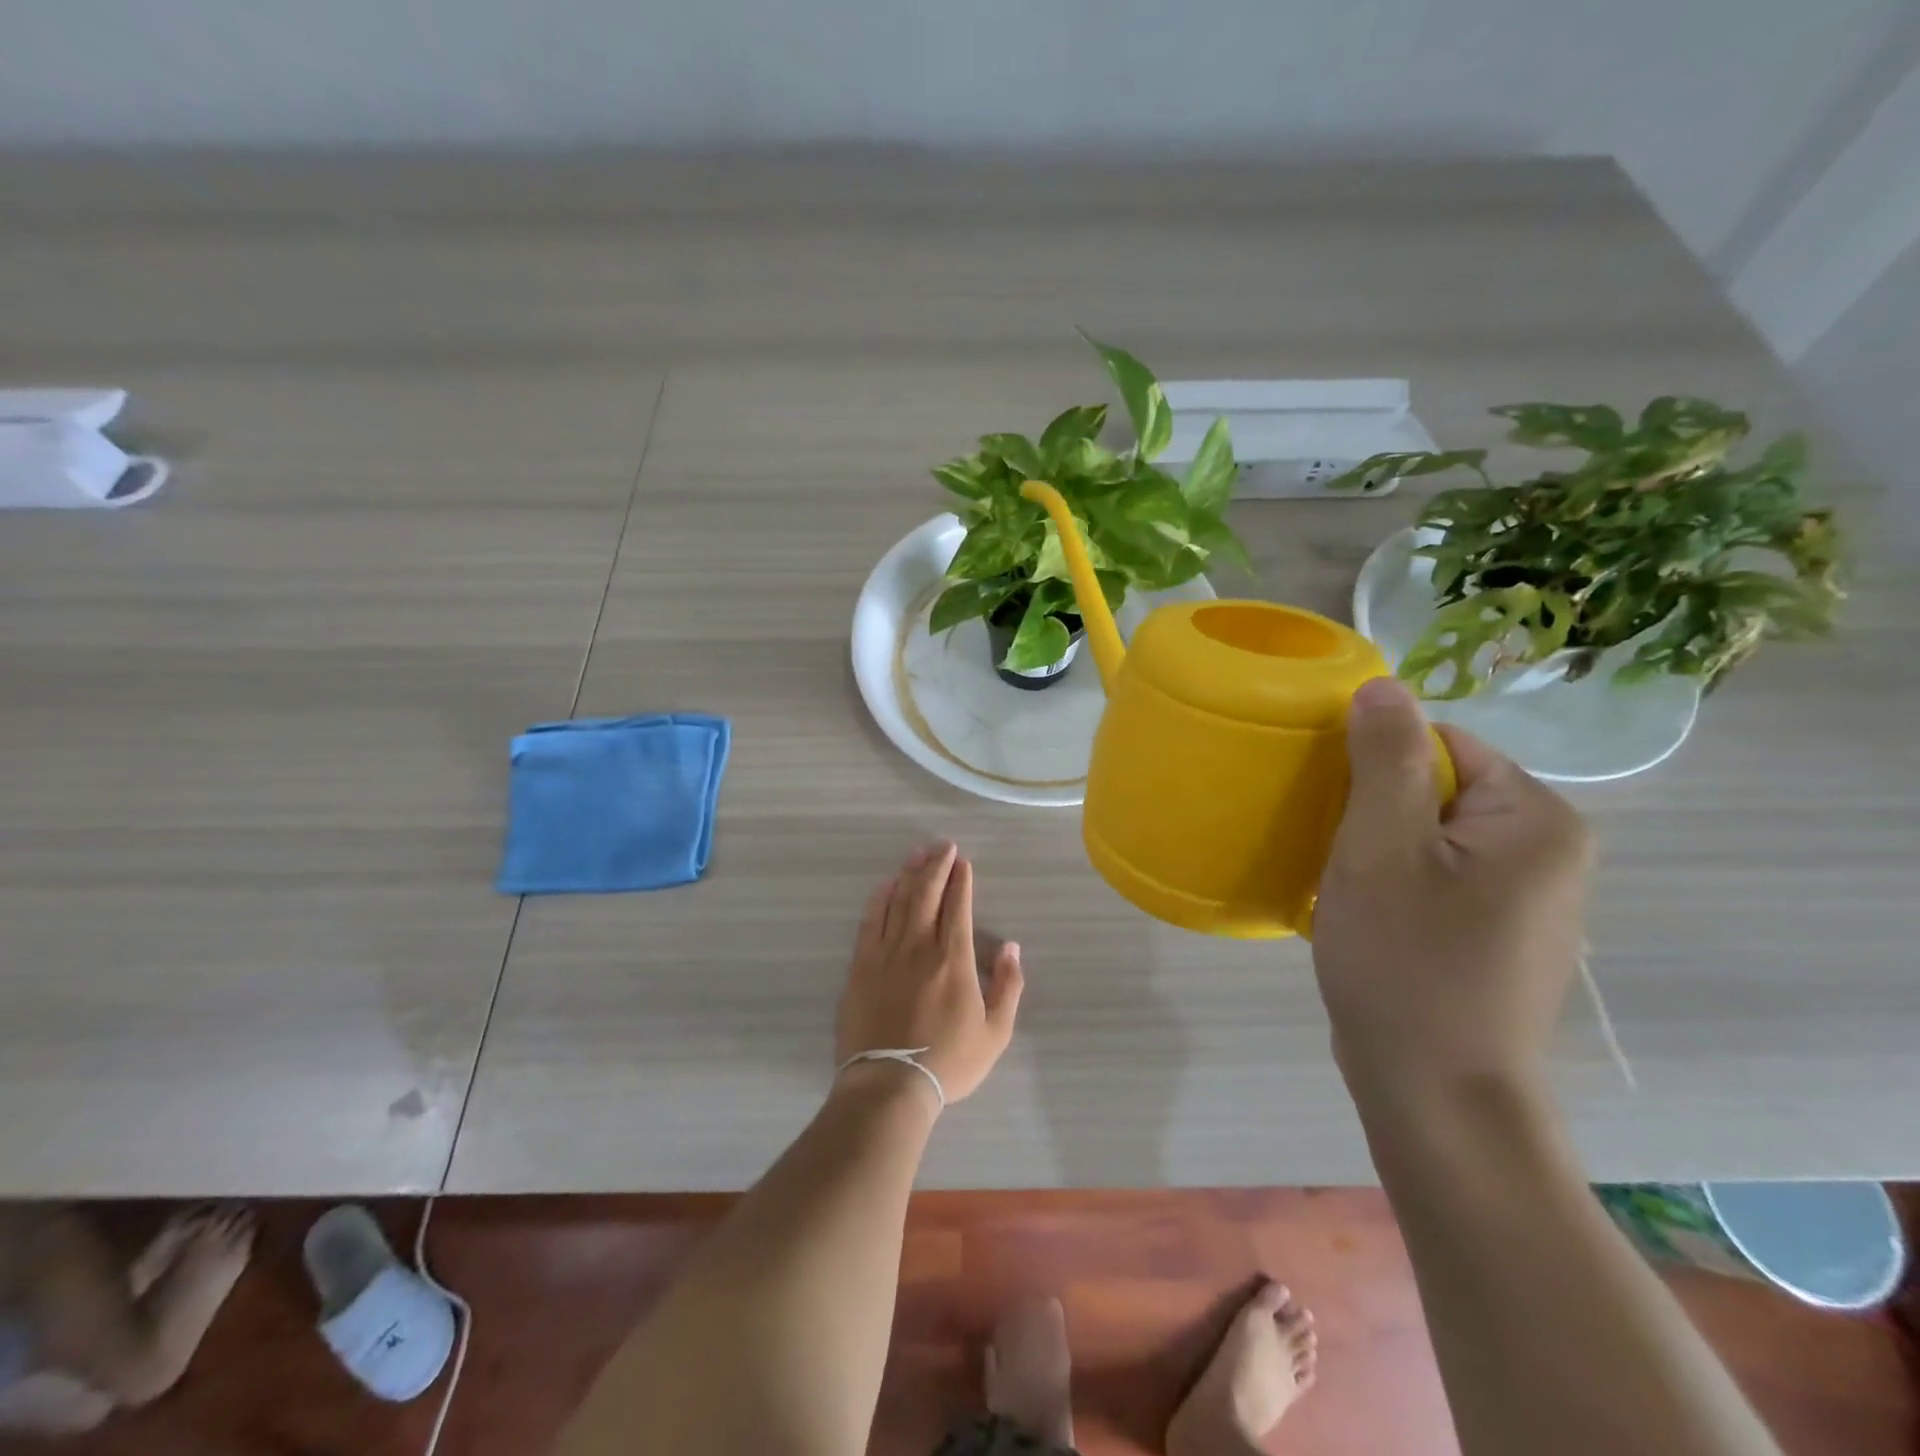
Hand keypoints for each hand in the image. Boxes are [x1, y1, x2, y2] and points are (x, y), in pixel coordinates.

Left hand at [836, 841, 1023, 1106]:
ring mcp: (886, 954)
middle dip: (937, 866)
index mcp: (954, 960)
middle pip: (928, 895)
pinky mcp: (861, 966)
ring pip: (899, 901)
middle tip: (943, 846)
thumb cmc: (948, 1062)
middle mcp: (920, 947)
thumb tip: (1012, 947)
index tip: (963, 862)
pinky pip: (870, 921)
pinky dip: (880, 899)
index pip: (959, 908)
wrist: (889, 1086)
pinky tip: (886, 885)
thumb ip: (1008, 986)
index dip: (961, 881)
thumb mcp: (995, 1033)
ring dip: (910, 874)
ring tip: (918, 853)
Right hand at [1312, 677, 1591, 1103]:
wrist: (1437, 1096)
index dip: (1375, 765)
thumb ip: (1384, 758)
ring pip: (1428, 836)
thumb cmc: (1407, 962)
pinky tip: (1361, 916)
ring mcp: (1524, 900)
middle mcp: (1547, 853)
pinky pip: (1433, 878)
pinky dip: (1389, 883)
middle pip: (1438, 788)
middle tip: (1332, 851)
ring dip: (1374, 848)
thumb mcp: (1382, 847)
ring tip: (1339, 884)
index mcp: (1536, 820)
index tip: (1331, 807)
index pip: (1444, 744)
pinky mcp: (1493, 937)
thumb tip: (1382, 686)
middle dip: (1373, 809)